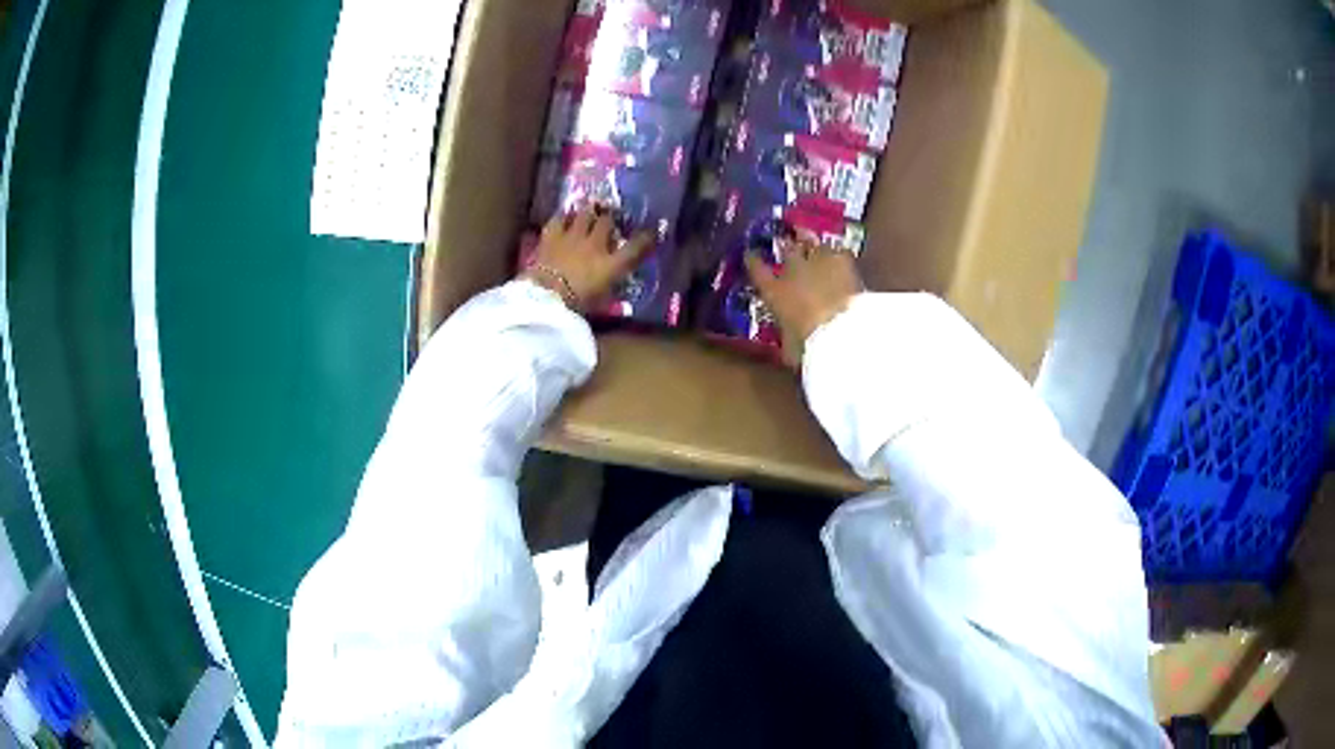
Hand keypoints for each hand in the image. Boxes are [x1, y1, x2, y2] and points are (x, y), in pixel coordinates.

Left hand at [523, 208, 653, 310]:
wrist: (546, 298)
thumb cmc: (577, 306)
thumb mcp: (601, 300)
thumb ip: (610, 285)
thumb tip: (615, 279)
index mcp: (612, 265)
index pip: (636, 246)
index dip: (645, 238)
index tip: (650, 233)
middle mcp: (596, 244)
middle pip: (608, 222)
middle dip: (610, 219)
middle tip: (610, 220)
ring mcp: (574, 236)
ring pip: (586, 213)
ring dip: (589, 212)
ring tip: (589, 212)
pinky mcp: (552, 235)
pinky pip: (560, 218)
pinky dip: (564, 217)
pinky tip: (565, 217)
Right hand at [745, 239, 862, 366]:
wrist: (839, 330)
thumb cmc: (808, 344)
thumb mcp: (791, 349)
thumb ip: (788, 340)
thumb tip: (789, 346)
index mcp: (774, 292)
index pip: (756, 268)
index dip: (753, 260)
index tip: (750, 254)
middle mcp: (791, 270)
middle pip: (786, 249)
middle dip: (787, 247)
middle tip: (790, 247)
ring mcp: (817, 261)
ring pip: (812, 244)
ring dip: (813, 247)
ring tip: (816, 248)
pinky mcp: (842, 260)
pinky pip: (837, 251)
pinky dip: (837, 255)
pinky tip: (840, 258)